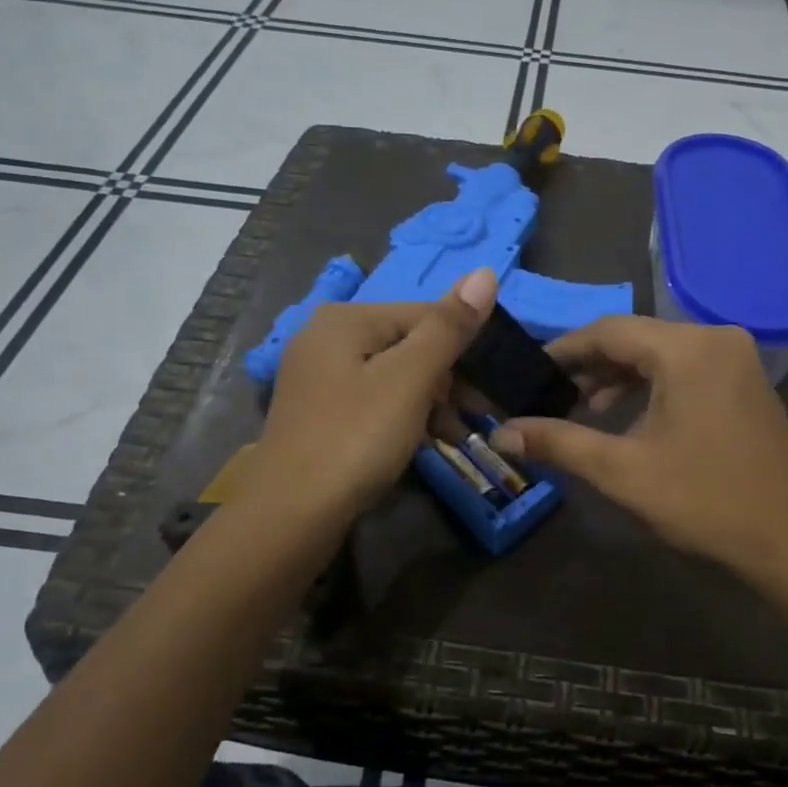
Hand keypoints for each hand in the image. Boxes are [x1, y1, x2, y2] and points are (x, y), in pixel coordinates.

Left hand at [254, 269, 496, 520]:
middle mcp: (328, 337)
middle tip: (482, 413)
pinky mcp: (321, 413)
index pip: (426, 314)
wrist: (291, 514)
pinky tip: (428, 442)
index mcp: (347, 318)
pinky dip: (406, 417)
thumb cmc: (356, 437)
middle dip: (450, 378)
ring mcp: (320, 377)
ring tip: (461, 435)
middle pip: (409, 344)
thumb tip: (485, 272)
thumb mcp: (410, 378)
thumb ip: (449, 327)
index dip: (466, 346)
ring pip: (395, 376)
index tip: (496, 383)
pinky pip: (376, 401)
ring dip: (433, 402)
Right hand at [491, 316, 787, 585]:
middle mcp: (716, 339)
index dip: (563, 350)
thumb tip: (500, 433)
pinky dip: (653, 387)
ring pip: (662, 355)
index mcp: (688, 349)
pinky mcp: (747, 383)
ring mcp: (738, 360)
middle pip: (636, 338)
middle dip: (591, 366)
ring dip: (621, 378)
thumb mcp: (623, 472)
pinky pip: (687, 370)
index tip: (528, 371)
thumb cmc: (705, 501)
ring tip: (585, 410)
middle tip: (552, 397)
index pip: (609, 330)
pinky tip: (630, 417)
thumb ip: (559, 443)